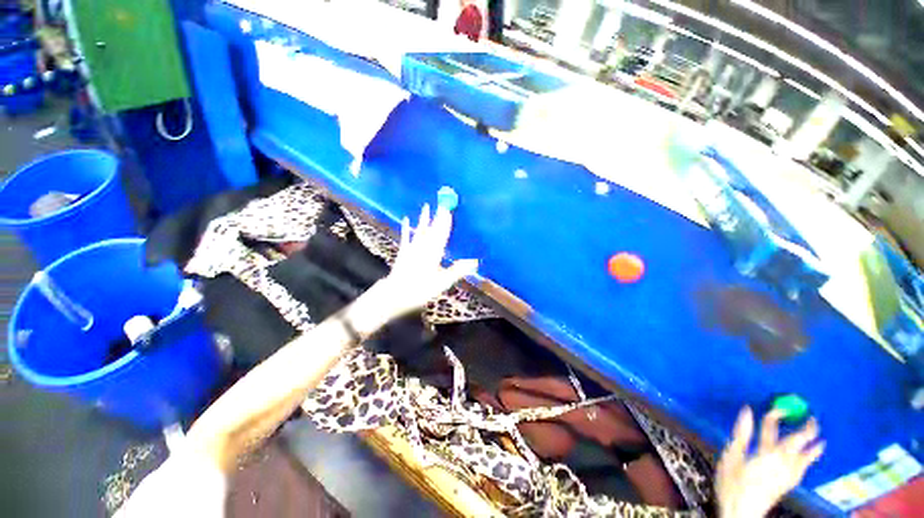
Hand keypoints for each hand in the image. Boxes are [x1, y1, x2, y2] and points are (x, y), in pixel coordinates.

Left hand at [378, 203, 477, 317]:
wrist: (396, 293)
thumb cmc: (421, 290)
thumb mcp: (442, 283)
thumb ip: (457, 271)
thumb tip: (474, 262)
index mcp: (434, 253)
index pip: (442, 235)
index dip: (445, 223)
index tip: (449, 211)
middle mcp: (423, 248)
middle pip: (432, 230)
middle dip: (437, 217)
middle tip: (441, 204)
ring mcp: (412, 249)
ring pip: (420, 230)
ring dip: (424, 219)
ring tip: (426, 206)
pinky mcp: (403, 252)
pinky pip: (406, 237)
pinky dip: (406, 228)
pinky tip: (406, 219)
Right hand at [716, 407, 824, 517]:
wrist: (742, 511)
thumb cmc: (732, 482)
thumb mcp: (731, 456)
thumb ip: (741, 434)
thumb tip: (747, 411)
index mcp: (766, 452)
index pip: (773, 428)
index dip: (776, 416)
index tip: (776, 407)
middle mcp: (782, 461)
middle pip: (798, 442)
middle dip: (806, 430)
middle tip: (812, 418)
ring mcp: (788, 474)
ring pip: (806, 457)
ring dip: (813, 446)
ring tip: (821, 439)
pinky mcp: (788, 484)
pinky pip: (804, 468)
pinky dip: (810, 460)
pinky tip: (810, 459)